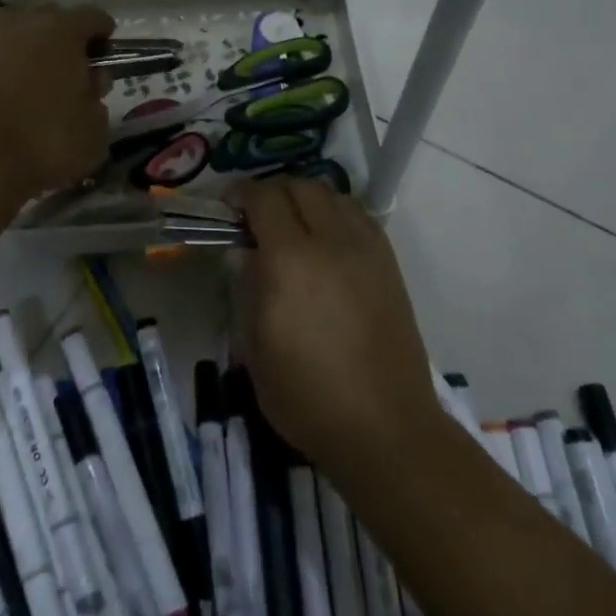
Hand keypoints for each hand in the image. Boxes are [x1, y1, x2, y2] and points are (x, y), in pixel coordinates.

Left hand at [0, 4, 114, 201]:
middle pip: (55, 19)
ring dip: (36, 50)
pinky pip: (0, 54)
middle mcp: (24, 22)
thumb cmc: (48, 141)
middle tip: (76, 71)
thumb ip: (98, 97)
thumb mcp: (95, 128)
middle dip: (68, 40)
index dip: (104, 36)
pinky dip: (11, 65)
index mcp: (63, 28)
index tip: (107, 56)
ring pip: (23, 33)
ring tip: (44, 81)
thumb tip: (89, 85)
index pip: (94, 17)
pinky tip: (18, 91)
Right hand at [231, 177, 446, 478]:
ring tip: (291, 224)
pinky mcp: (390, 265)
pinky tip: (326, 240)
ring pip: (333, 195)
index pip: (264, 199)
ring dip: (306, 198)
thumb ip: (246, 288)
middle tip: (255, 214)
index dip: (240, 193)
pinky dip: (336, 214)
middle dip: (272, 191)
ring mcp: (367, 250)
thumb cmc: (307, 396)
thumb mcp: (254, 347)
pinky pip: (359, 217)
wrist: (385, 428)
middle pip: (301, 187)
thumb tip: (243, 253)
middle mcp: (332, 242)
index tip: (226, 205)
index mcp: (290, 260)